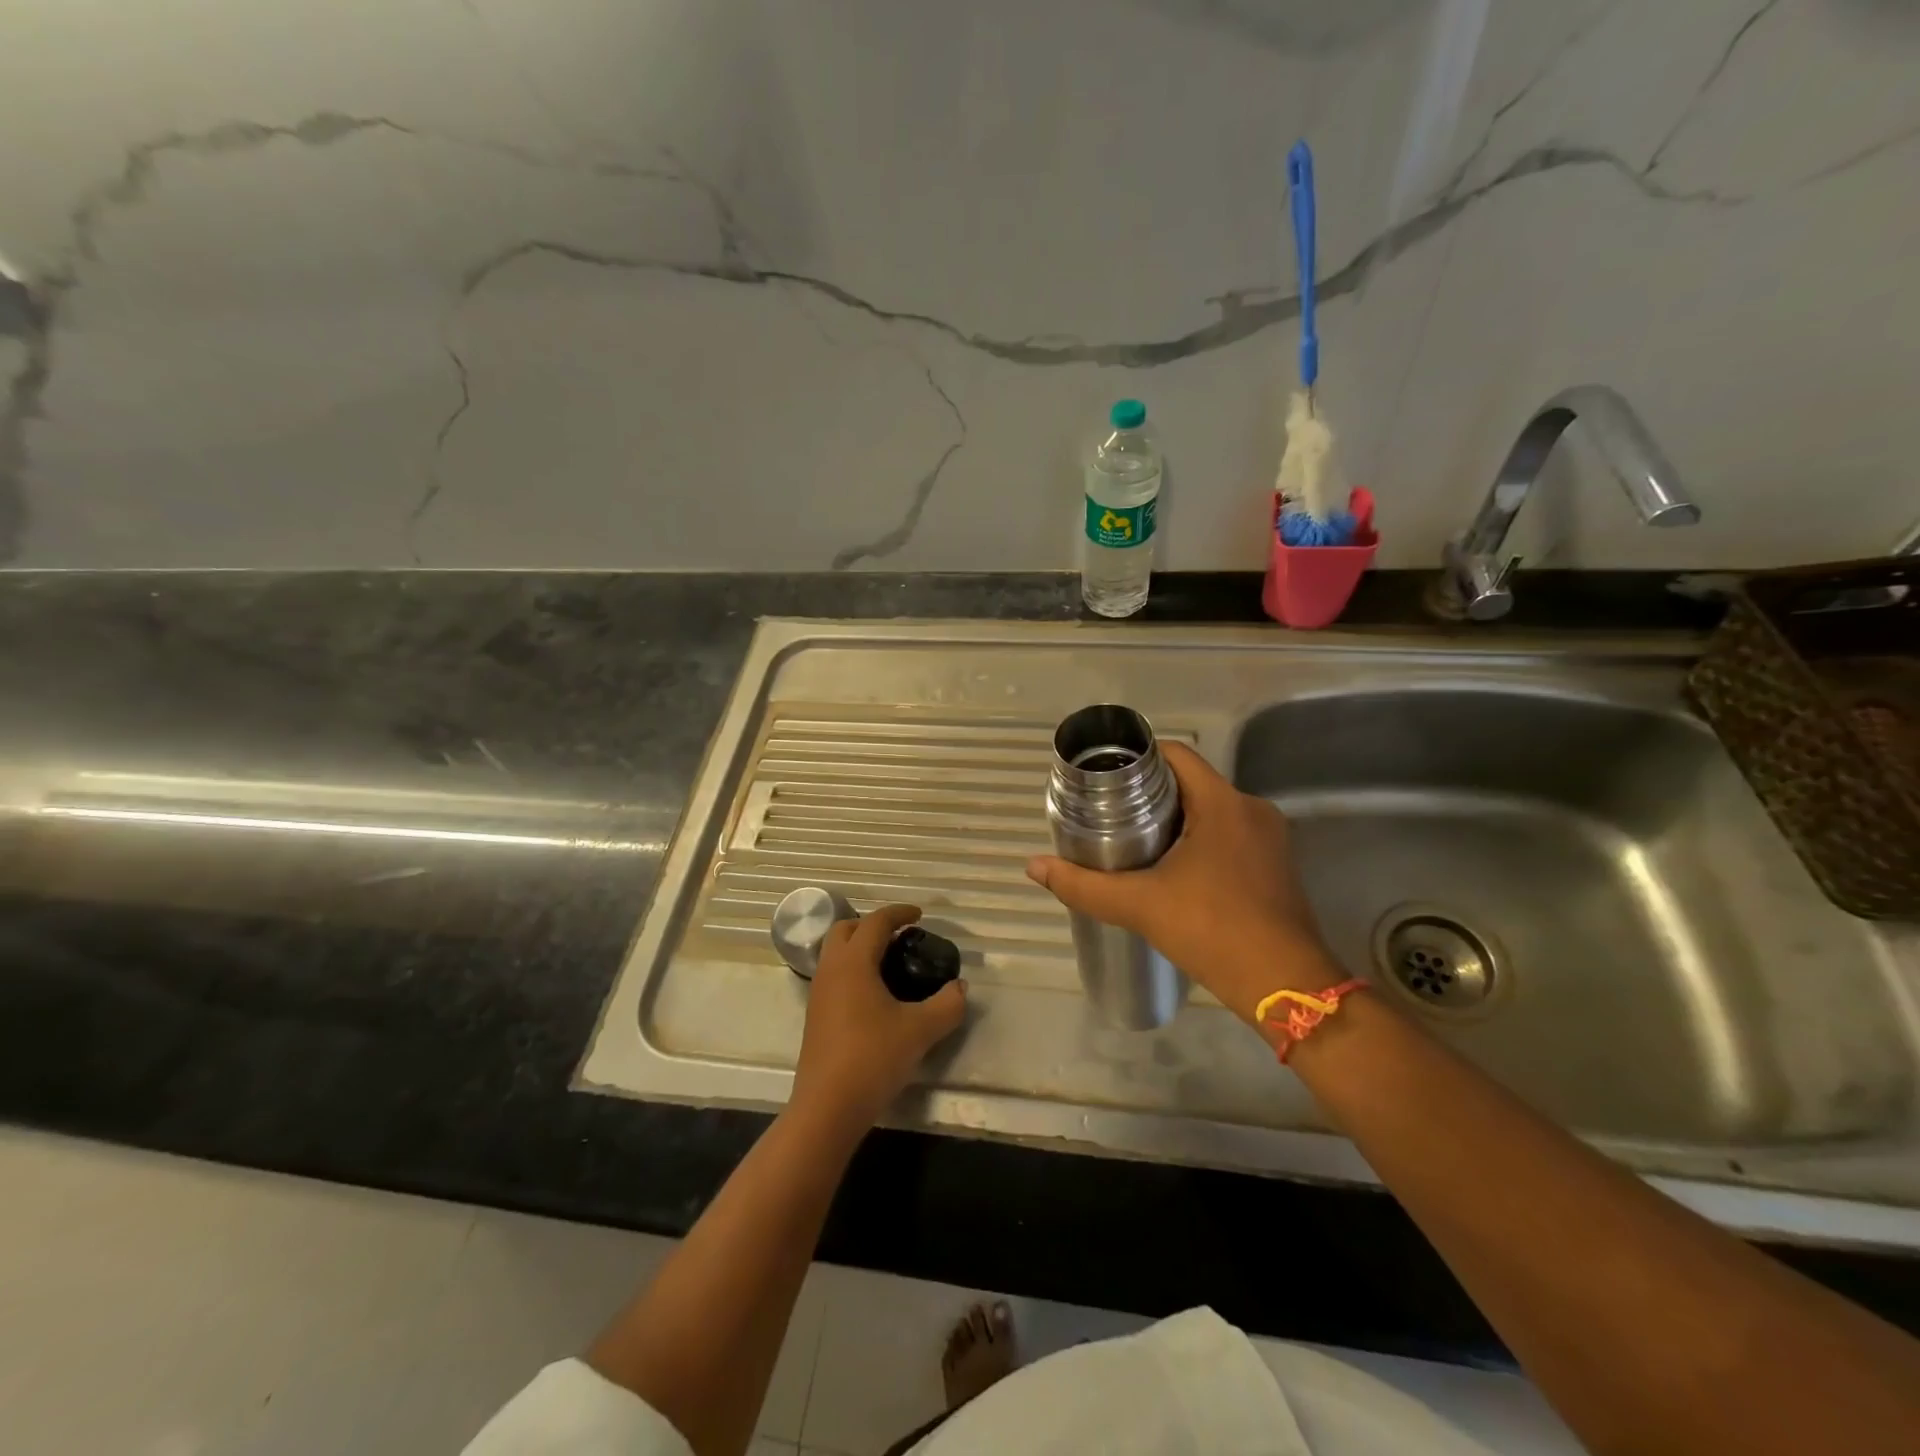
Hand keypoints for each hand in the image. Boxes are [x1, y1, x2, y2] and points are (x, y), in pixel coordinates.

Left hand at [790, 904, 967, 1130]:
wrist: (828, 1107)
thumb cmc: (873, 1058)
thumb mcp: (920, 1031)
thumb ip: (947, 1005)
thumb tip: (960, 988)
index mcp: (853, 962)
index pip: (875, 922)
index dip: (898, 913)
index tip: (919, 915)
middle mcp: (831, 969)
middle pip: (845, 929)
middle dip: (872, 925)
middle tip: (900, 936)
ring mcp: (818, 993)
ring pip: (835, 953)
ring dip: (860, 947)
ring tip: (890, 963)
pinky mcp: (815, 1016)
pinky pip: (833, 975)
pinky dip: (853, 970)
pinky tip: (874, 994)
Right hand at [1026, 742, 1341, 1024]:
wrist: (1285, 986)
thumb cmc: (1214, 931)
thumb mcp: (1140, 906)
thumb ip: (1084, 885)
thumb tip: (1034, 866)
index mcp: (1224, 803)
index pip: (1176, 755)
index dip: (1137, 758)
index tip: (1104, 776)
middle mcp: (1252, 809)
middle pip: (1192, 781)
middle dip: (1150, 792)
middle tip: (1108, 811)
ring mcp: (1269, 838)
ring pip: (1211, 809)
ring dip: (1175, 817)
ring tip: (1132, 838)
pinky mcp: (1275, 864)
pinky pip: (1229, 833)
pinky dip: (1199, 838)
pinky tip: (1171, 866)